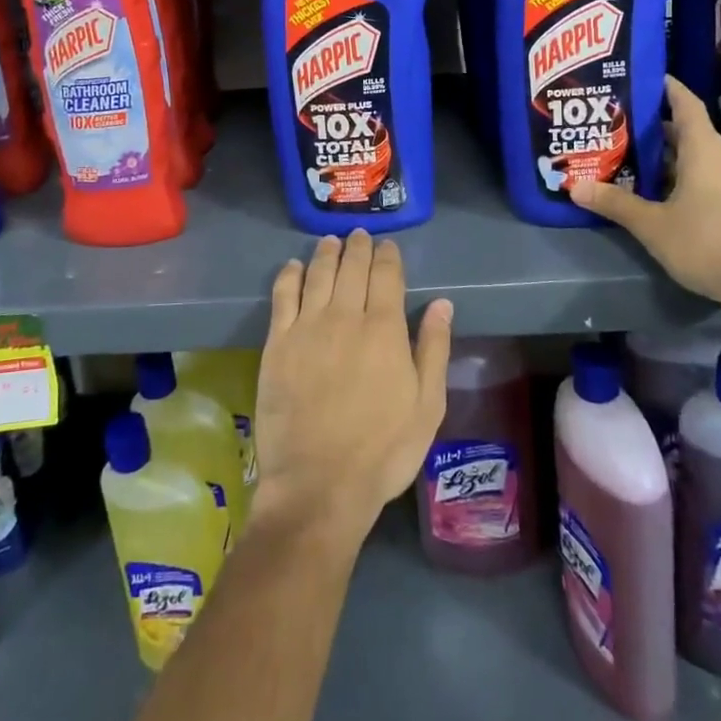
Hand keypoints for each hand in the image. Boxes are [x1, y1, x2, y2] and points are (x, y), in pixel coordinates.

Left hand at [253, 231, 451, 549]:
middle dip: (358, 247)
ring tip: (331, 241)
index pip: (387, 276)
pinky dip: (290, 274)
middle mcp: (346, 316)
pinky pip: (283, 295)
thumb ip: (434, 349)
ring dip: (326, 252)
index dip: (388, 256)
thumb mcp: (427, 406)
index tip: (388, 246)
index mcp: (385, 329)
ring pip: (318, 274)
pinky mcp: (278, 343)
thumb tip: (443, 304)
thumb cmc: (383, 450)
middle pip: (352, 267)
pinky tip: (293, 266)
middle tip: (359, 235)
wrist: (319, 484)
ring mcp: (308, 327)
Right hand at [572, 76, 720, 324]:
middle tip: (619, 127)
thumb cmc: (707, 243)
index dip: (667, 88)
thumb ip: (615, 203)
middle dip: (654, 129)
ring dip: (667, 158)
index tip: (644, 78)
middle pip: (687, 132)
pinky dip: (682, 178)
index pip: (686, 104)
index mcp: (705, 150)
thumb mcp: (652, 224)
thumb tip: (575, 186)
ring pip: (697, 159)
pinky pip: (708, 179)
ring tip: (632, 161)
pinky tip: (659, 195)